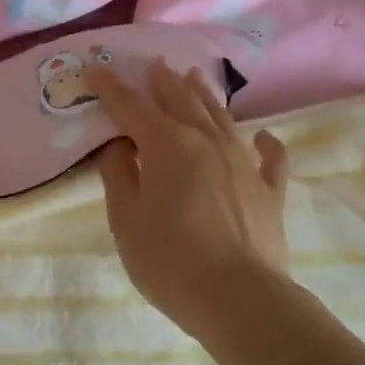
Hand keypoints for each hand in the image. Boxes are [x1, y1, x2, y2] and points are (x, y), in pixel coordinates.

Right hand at [87, 59, 289, 335]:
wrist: (241, 300)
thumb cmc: (170, 260)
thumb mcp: (126, 219)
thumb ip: (118, 174)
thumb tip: (119, 144)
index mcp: (167, 144)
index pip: (131, 106)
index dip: (111, 88)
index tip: (95, 70)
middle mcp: (207, 141)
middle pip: (180, 100)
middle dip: (162, 81)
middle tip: (153, 64)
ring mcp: (243, 162)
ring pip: (221, 117)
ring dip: (203, 95)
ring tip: (193, 77)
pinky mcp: (269, 189)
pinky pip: (270, 157)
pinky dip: (265, 143)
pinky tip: (263, 136)